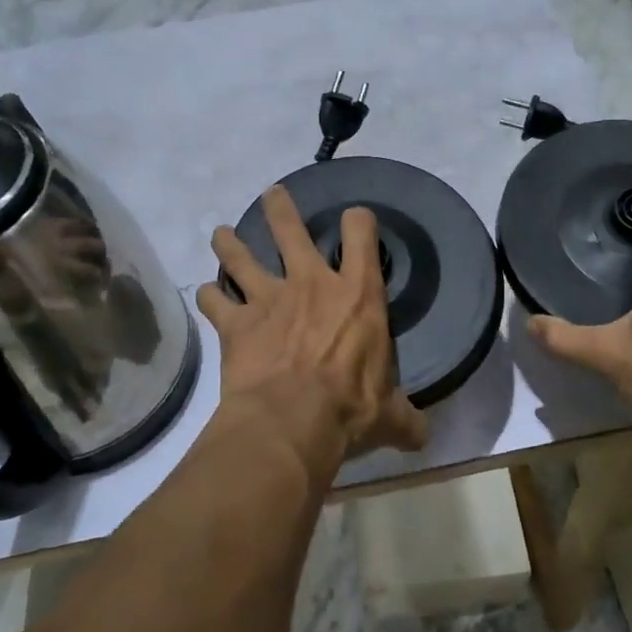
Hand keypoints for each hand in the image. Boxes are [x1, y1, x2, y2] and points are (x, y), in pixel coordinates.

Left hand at [196, 186, 428, 483]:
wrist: (293, 421)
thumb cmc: (351, 408)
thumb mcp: (391, 414)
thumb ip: (406, 418)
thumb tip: (423, 436)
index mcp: (357, 294)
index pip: (361, 233)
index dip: (358, 220)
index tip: (355, 220)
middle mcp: (310, 284)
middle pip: (291, 229)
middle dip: (280, 208)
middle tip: (272, 195)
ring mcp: (269, 299)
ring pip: (242, 256)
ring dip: (230, 243)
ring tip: (221, 233)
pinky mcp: (236, 324)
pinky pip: (216, 301)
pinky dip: (210, 296)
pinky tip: (207, 295)